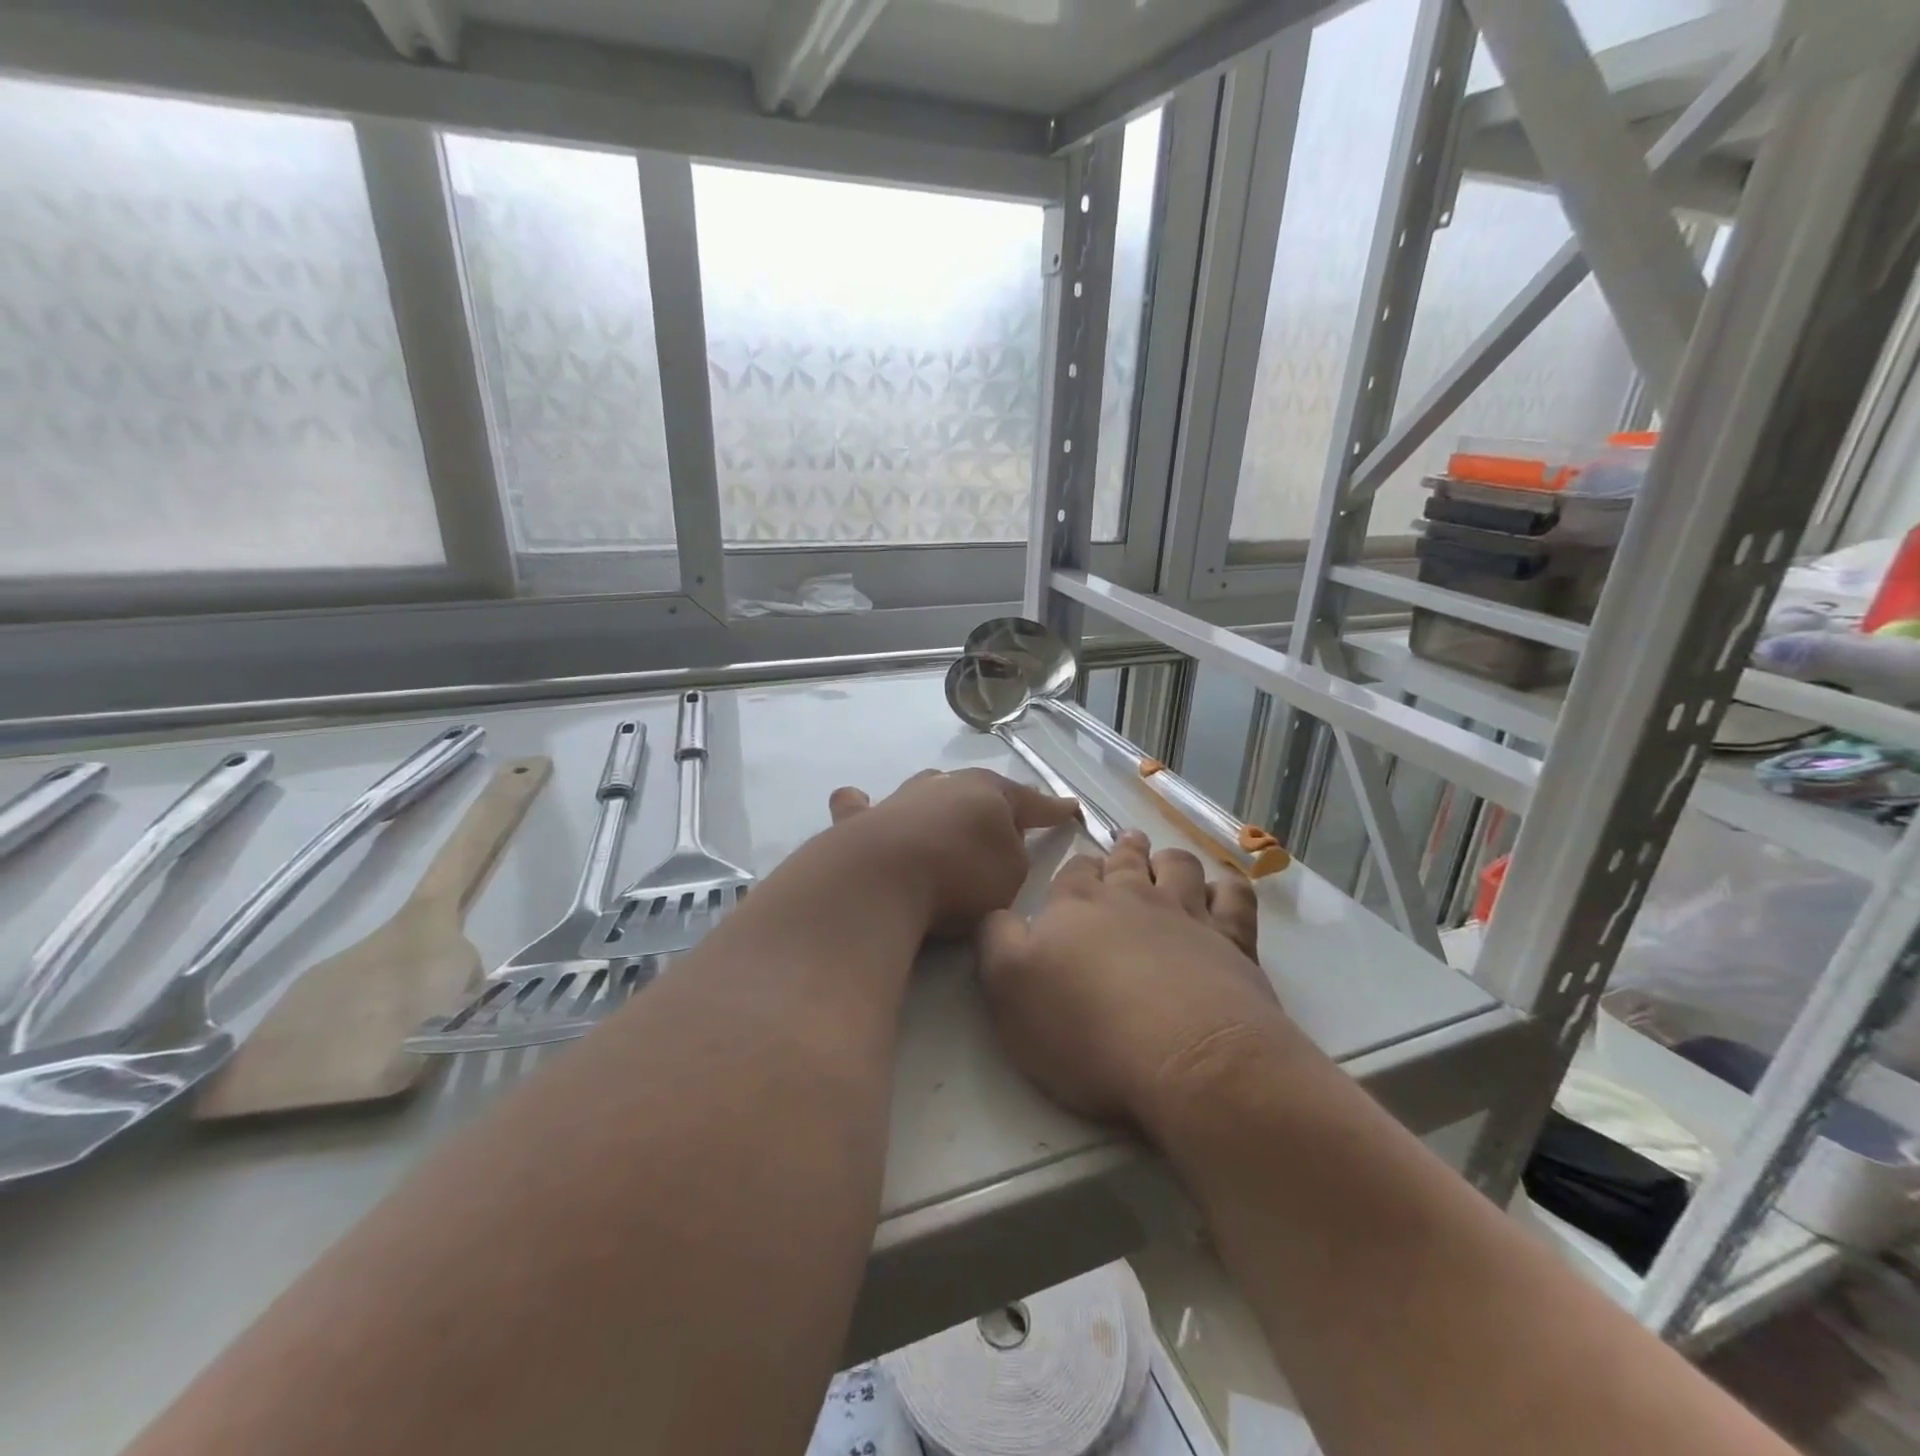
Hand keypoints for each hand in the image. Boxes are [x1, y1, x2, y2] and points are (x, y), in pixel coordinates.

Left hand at [826, 769, 1079, 935]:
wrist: (881, 878)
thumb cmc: (958, 875)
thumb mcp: (1011, 874)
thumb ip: (1012, 856)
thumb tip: (997, 848)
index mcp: (988, 793)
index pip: (1031, 800)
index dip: (1052, 808)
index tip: (1070, 808)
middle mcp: (943, 786)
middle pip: (974, 790)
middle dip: (990, 803)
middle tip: (1000, 819)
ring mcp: (898, 799)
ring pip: (923, 790)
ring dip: (935, 800)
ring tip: (939, 810)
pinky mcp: (859, 821)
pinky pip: (860, 808)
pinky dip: (864, 807)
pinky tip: (859, 804)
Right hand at [978, 830, 1288, 1129]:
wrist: (1184, 1058)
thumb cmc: (1084, 1027)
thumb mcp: (1007, 986)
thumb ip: (994, 939)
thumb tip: (996, 912)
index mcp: (1077, 904)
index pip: (1073, 871)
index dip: (1074, 870)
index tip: (1076, 877)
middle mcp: (1132, 897)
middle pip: (1126, 860)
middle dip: (1122, 851)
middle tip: (1124, 847)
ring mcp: (1188, 915)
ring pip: (1178, 866)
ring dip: (1168, 860)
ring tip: (1164, 863)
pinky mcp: (1234, 942)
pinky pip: (1234, 897)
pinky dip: (1227, 888)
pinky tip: (1220, 893)